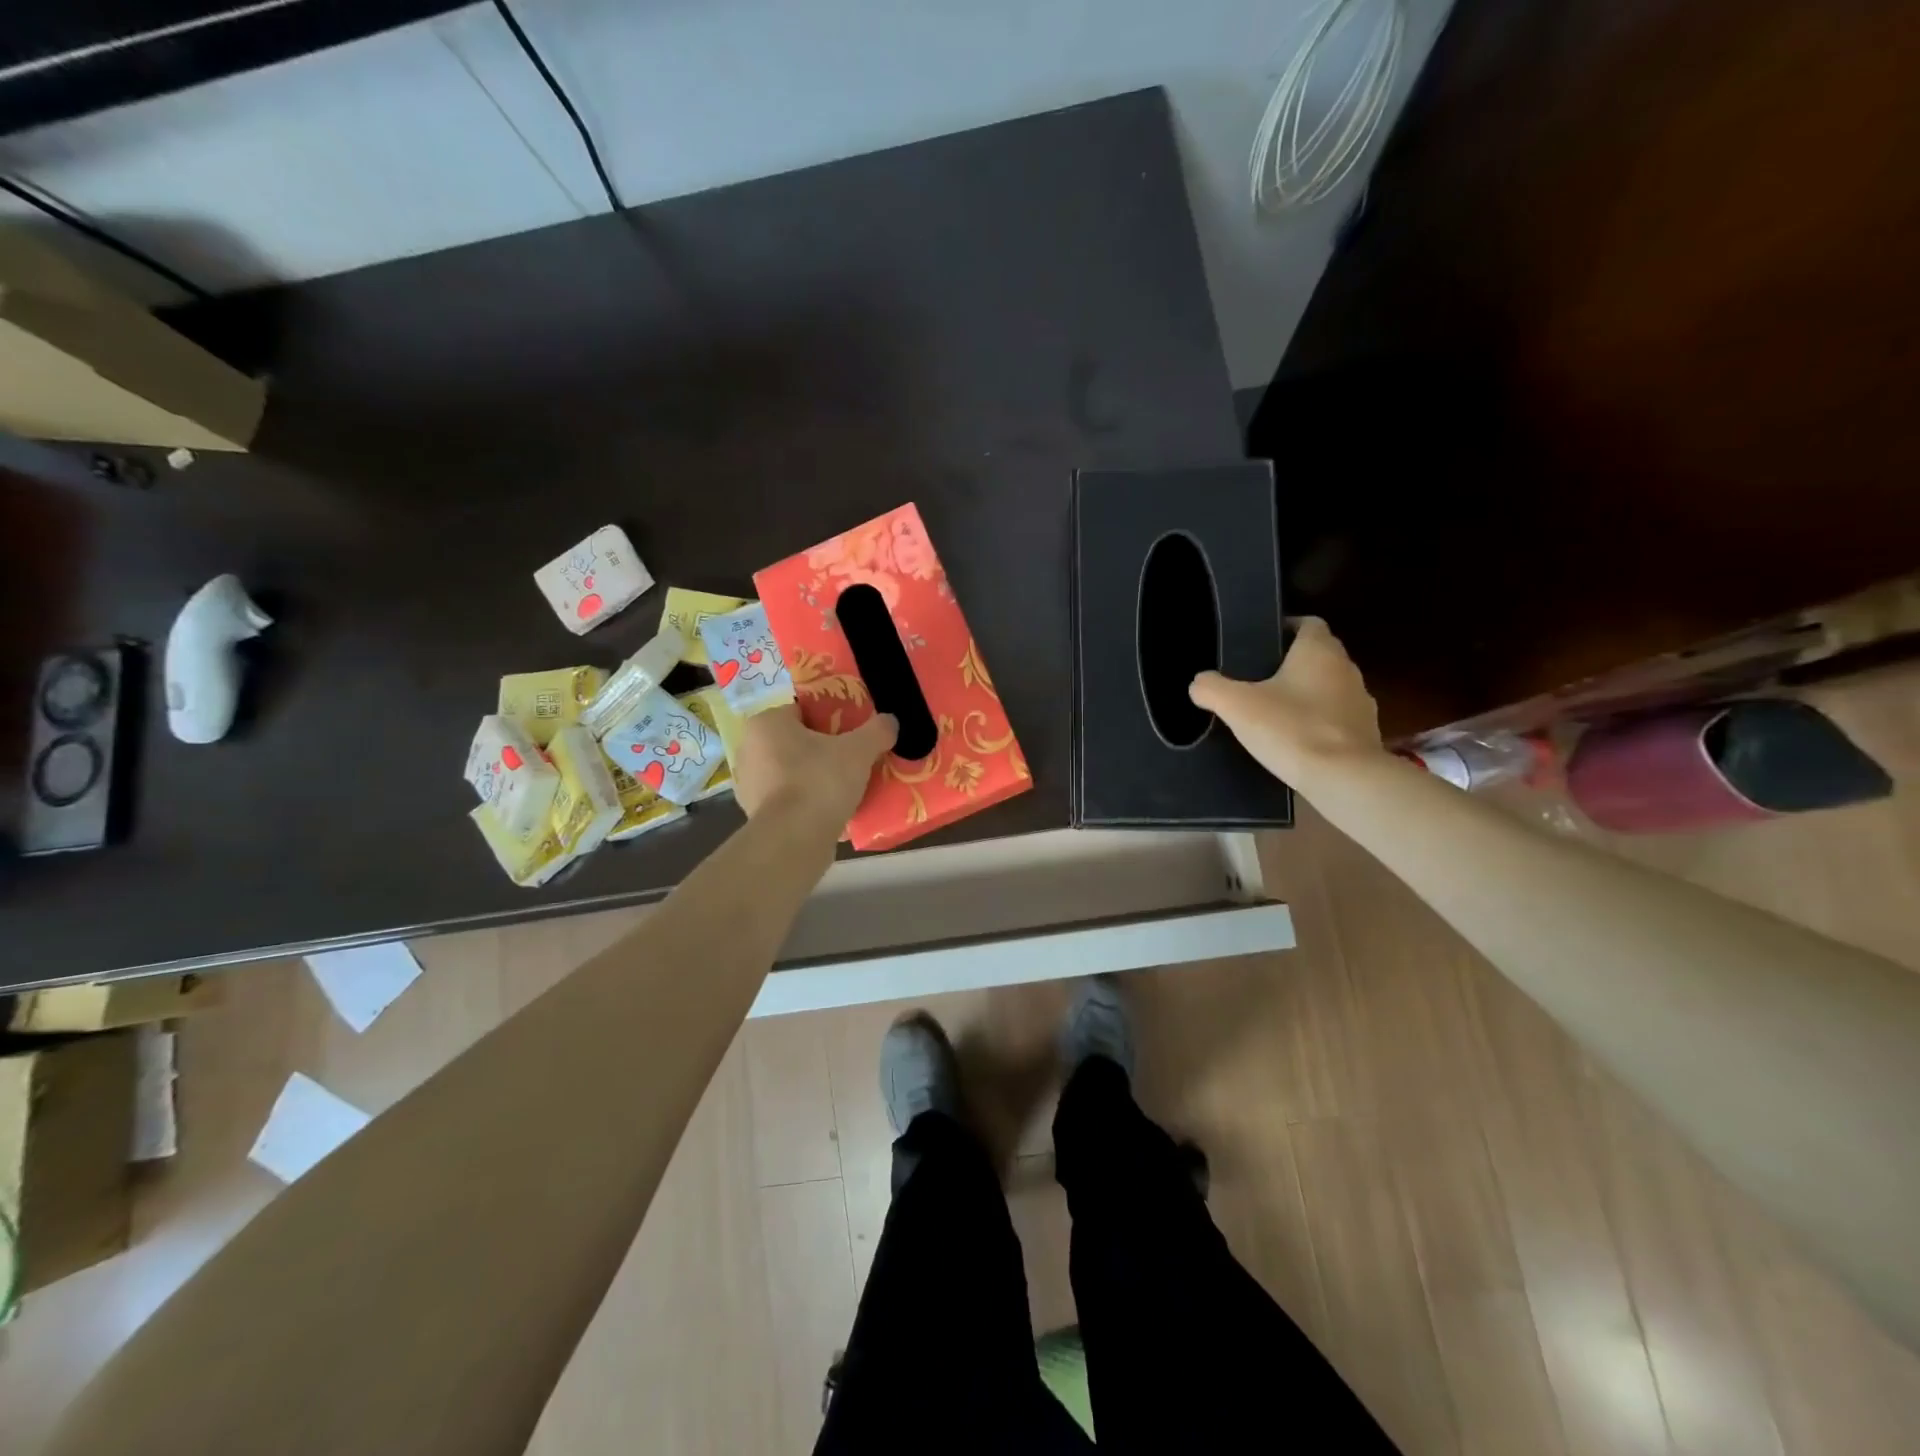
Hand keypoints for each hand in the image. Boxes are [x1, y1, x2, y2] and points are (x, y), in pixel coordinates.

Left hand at [732, 704, 898, 828]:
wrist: (793, 840)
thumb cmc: (820, 781)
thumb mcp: (858, 750)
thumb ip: (877, 730)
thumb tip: (890, 721)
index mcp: (766, 723)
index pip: (803, 711)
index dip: (832, 719)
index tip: (853, 735)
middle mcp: (749, 749)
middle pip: (797, 742)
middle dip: (823, 750)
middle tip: (853, 760)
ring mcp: (749, 785)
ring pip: (792, 772)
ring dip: (815, 777)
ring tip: (846, 788)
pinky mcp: (756, 815)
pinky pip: (789, 799)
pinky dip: (807, 802)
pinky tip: (831, 810)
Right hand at [1189, 617, 1382, 786]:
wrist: (1343, 778)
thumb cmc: (1291, 729)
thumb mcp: (1237, 706)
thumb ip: (1211, 688)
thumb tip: (1199, 683)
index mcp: (1319, 651)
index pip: (1308, 623)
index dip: (1286, 627)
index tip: (1262, 642)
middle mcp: (1346, 669)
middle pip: (1319, 655)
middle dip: (1292, 663)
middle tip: (1258, 678)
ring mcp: (1361, 702)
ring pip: (1329, 687)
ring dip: (1307, 694)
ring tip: (1276, 711)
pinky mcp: (1366, 733)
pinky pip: (1337, 718)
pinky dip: (1319, 722)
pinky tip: (1296, 740)